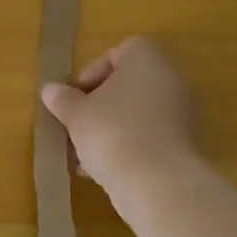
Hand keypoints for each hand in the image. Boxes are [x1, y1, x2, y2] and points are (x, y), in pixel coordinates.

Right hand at [40, 37, 200, 190]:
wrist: (159, 184)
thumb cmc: (113, 133)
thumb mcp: (76, 114)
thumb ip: (63, 99)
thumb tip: (51, 91)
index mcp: (148, 59)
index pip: (119, 52)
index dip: (92, 72)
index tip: (75, 96)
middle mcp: (172, 79)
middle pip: (128, 85)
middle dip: (99, 105)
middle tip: (76, 124)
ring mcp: (183, 113)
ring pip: (137, 114)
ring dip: (110, 128)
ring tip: (83, 153)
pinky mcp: (185, 145)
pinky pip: (149, 137)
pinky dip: (128, 147)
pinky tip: (102, 170)